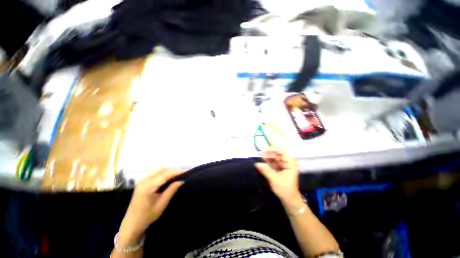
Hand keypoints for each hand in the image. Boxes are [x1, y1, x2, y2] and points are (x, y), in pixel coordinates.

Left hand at [118, 168, 183, 243]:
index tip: (184, 173)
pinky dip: (163, 173)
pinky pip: (154, 173)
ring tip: (176, 176)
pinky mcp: (142, 182)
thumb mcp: (161, 205)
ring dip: (168, 171)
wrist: (131, 224)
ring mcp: (142, 180)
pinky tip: (167, 178)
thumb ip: (171, 191)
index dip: (175, 172)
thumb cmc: (147, 216)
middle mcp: (144, 181)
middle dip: (172, 170)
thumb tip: (181, 181)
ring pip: (158, 170)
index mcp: (147, 187)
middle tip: (181, 175)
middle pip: (161, 170)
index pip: (164, 175)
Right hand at [255, 149, 301, 204]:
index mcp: (290, 163)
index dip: (273, 150)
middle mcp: (288, 163)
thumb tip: (256, 164)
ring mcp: (285, 166)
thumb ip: (265, 170)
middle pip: (277, 155)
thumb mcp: (274, 179)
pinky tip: (263, 163)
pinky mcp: (281, 170)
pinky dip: (269, 163)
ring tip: (260, 158)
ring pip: (275, 159)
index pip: (281, 152)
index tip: (264, 151)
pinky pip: (274, 164)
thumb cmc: (284, 188)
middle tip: (260, 155)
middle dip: (269, 155)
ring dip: (268, 159)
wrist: (289, 200)